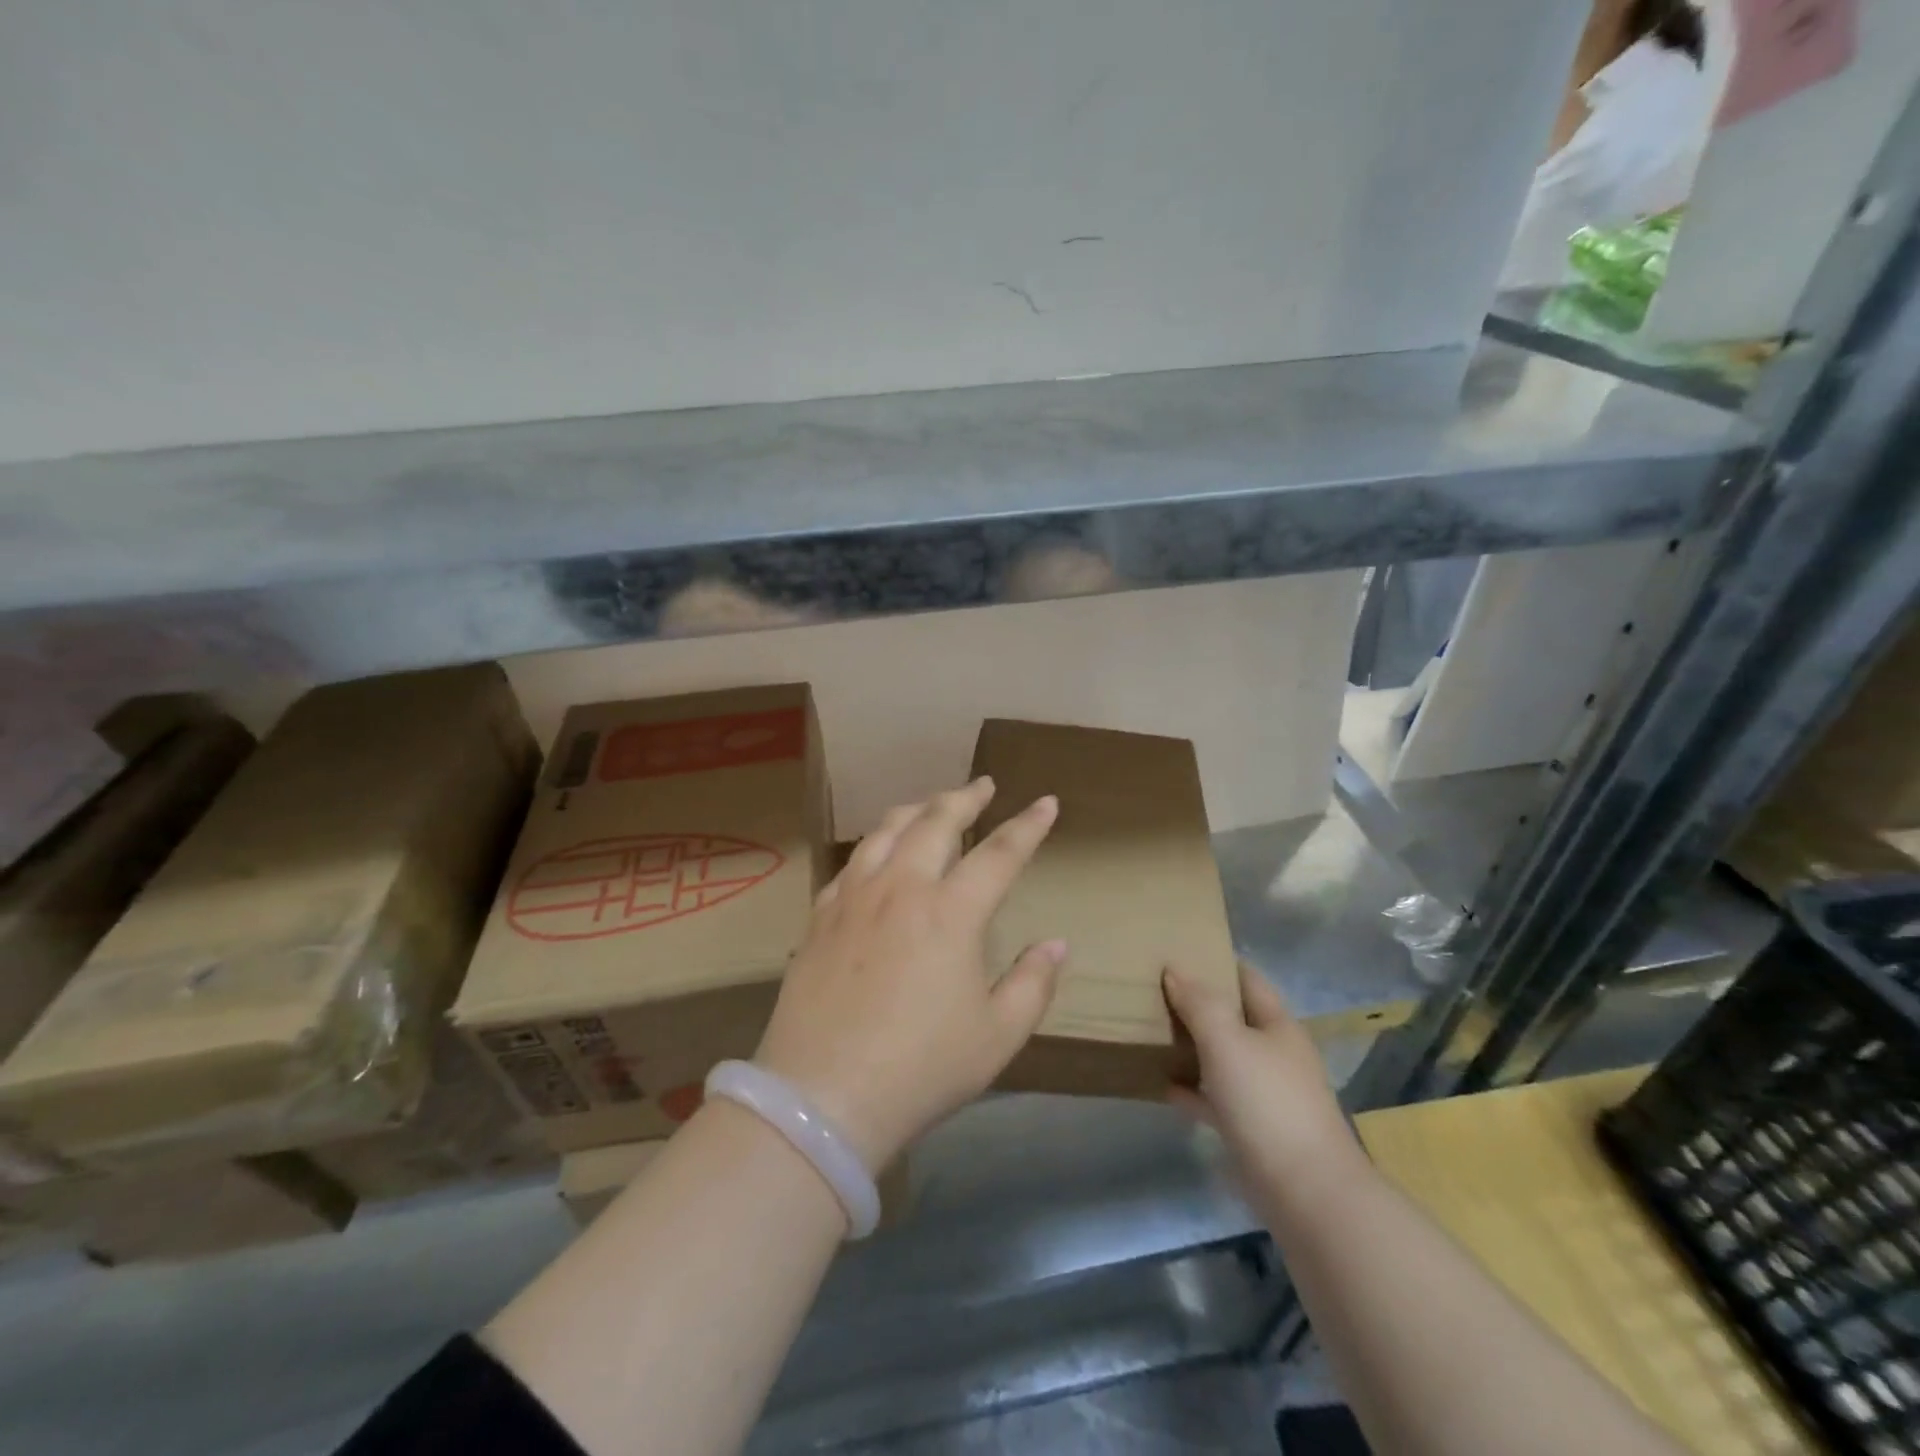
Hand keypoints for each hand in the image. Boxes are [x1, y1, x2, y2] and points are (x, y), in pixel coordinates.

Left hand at [753, 778, 1064, 1170]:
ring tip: (932, 804)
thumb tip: (1056, 944)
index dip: (1028, 825)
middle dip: (965, 797)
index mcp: (951, 912)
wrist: (822, 1097)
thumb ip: (1033, 984)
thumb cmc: (921, 1069)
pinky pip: (851, 863)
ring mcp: (855, 898)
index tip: (1047, 802)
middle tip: (983, 786)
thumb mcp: (997, 1036)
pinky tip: (877, 854)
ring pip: (887, 831)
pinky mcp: (821, 916)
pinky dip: (874, 846)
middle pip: (936, 822)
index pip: (1000, 853)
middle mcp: (902, 889)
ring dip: (916, 809)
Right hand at [1163, 964, 1366, 1207]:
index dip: (1217, 962)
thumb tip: (1175, 969)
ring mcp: (1266, 1094)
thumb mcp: (1228, 1041)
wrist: (1306, 1191)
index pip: (1247, 980)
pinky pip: (1216, 1098)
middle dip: (1199, 1003)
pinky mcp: (1253, 1130)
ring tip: (1152, 1029)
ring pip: (1223, 1057)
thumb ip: (1200, 1003)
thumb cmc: (1267, 1103)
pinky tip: (1163, 1084)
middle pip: (1234, 1017)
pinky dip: (1192, 1089)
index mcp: (1278, 1026)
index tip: (1179, 950)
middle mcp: (1275, 1054)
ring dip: (1193, 1045)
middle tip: (1154, 988)